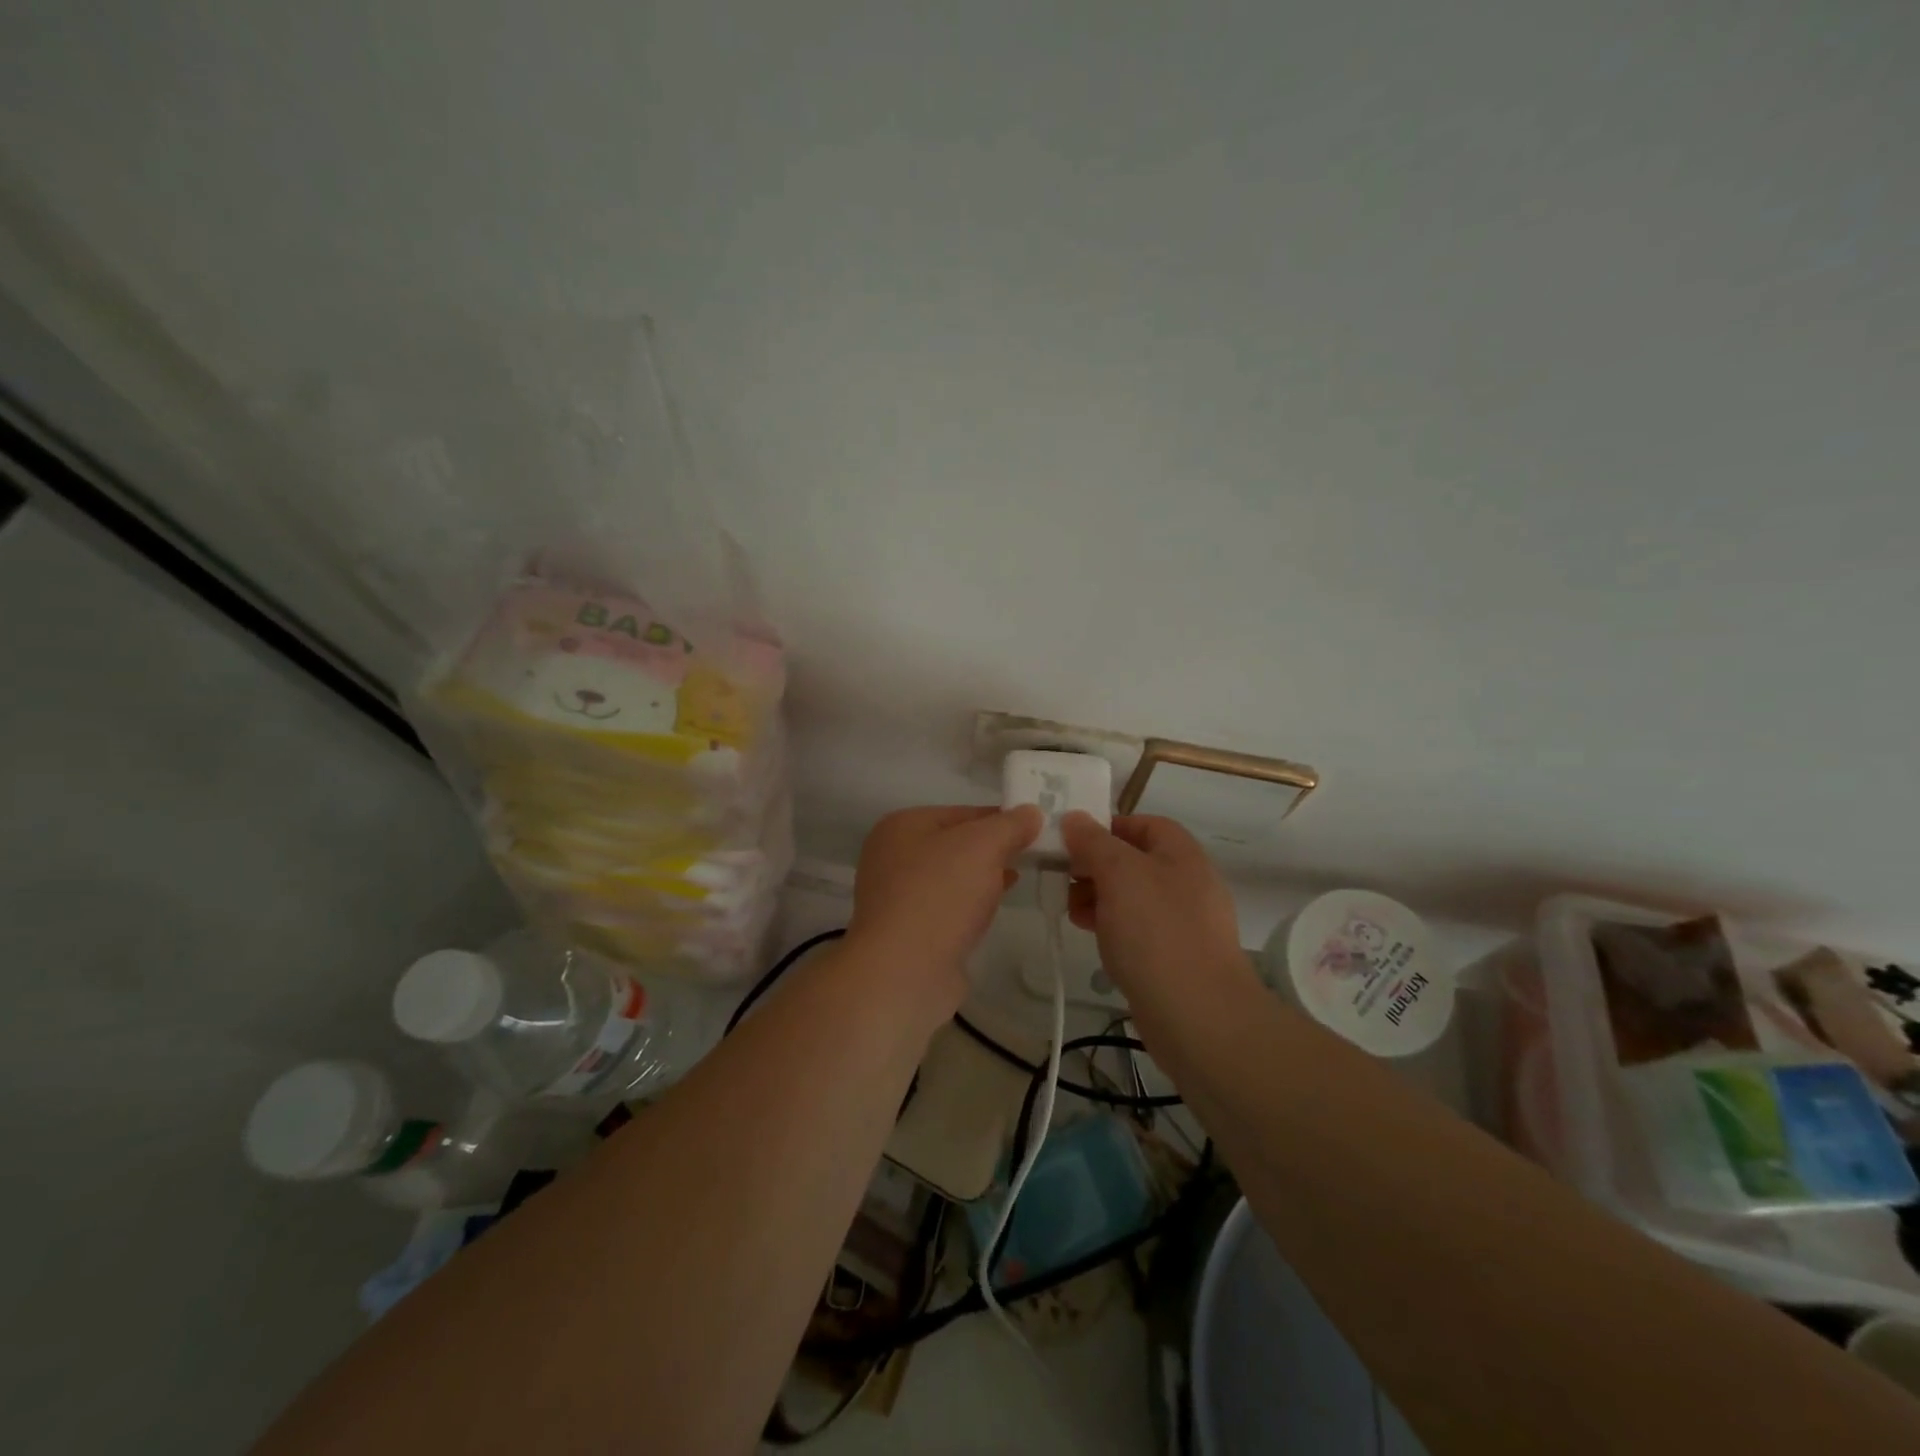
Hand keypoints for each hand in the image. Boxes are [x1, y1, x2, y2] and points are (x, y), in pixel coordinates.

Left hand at [846, 804, 1042, 1024]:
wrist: (904, 972)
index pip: (963, 812)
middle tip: (1032, 856)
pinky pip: (946, 907)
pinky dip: (969, 905)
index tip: (1036, 830)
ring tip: (1017, 880)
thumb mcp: (983, 846)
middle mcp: (892, 855)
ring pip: (952, 877)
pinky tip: (991, 911)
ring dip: (983, 878)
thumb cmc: (940, 895)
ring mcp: (896, 896)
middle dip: (993, 850)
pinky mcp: (907, 930)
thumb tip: (1031, 812)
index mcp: (902, 825)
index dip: (1001, 819)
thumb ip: (1009, 825)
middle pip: (956, 844)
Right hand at [1059, 812, 1251, 1000]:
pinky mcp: (1175, 957)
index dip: (1107, 826)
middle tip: (1063, 878)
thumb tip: (1075, 819)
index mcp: (1182, 855)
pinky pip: (1139, 930)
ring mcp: (1184, 923)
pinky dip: (1112, 926)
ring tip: (1071, 910)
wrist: (1198, 1015)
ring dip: (1099, 897)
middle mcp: (1188, 883)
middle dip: (1096, 865)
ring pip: (1133, 897)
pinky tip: (1092, 936)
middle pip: (1135, 860)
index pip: (1144, 824)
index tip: (1071, 841)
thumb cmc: (1156, 932)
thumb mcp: (1118, 873)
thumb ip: (1094, 842)